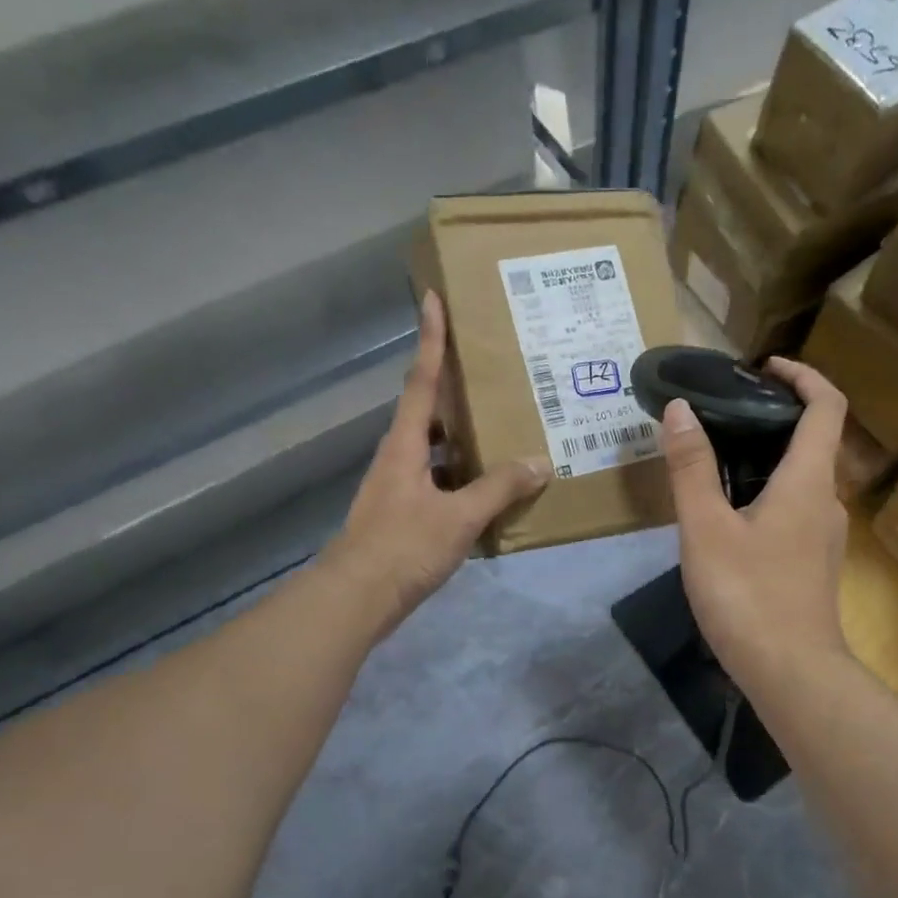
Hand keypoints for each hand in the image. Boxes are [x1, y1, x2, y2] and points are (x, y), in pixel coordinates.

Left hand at [326, 293, 548, 634]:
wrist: (357, 598)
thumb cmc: (403, 547)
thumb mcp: (458, 517)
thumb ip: (500, 488)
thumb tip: (541, 462)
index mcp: (406, 444)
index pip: (421, 381)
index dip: (430, 340)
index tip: (433, 299)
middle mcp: (399, 456)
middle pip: (428, 410)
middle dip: (455, 388)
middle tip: (492, 372)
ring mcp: (400, 486)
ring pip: (436, 448)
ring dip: (464, 436)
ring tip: (504, 427)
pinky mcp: (405, 512)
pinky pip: (440, 479)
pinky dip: (464, 475)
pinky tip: (492, 487)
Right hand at [662, 356, 850, 693]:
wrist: (791, 673)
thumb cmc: (748, 595)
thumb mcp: (706, 528)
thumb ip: (691, 467)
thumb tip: (679, 409)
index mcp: (808, 481)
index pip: (827, 406)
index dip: (803, 375)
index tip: (765, 367)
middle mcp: (825, 500)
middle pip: (813, 440)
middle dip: (774, 416)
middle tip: (722, 413)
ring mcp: (823, 536)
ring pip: (801, 478)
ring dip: (767, 457)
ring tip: (715, 458)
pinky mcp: (812, 563)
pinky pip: (794, 509)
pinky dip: (767, 491)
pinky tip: (728, 513)